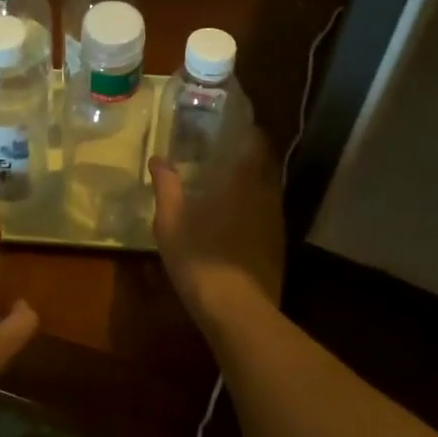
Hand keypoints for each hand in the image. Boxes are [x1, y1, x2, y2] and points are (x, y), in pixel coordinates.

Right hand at [149, 128, 286, 325]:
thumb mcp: (170, 221)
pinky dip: (257, 208)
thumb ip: (166, 186)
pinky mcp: (279, 246)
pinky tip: (239, 218)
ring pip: (269, 190)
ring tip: (231, 183)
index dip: (248, 132)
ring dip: (255, 182)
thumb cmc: (198, 256)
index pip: (256, 143)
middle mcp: (266, 195)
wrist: (236, 310)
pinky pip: (269, 214)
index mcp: (242, 181)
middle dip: (251, 155)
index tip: (233, 126)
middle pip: (266, 165)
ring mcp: (276, 222)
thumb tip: (158, 159)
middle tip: (228, 152)